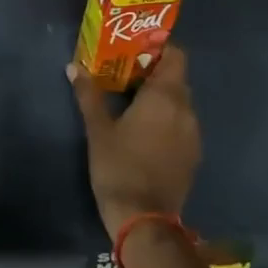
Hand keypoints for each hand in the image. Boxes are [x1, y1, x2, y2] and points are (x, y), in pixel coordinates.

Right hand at [68, 45, 200, 239]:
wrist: (143, 217)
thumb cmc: (118, 166)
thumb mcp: (98, 130)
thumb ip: (88, 95)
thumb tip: (74, 67)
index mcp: (165, 97)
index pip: (176, 56)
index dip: (158, 49)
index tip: (134, 54)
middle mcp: (186, 110)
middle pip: (176, 78)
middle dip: (153, 74)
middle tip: (124, 77)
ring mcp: (193, 134)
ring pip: (180, 103)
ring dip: (160, 99)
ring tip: (131, 105)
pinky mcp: (193, 154)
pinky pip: (182, 124)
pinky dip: (167, 120)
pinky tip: (144, 133)